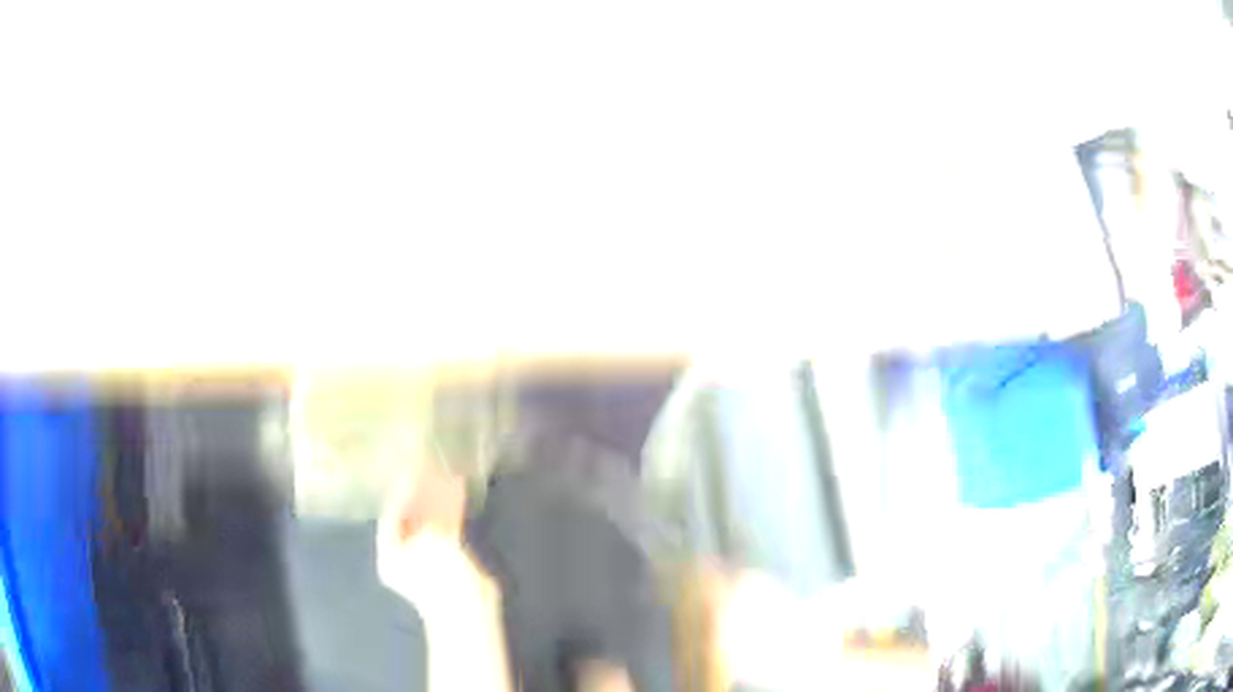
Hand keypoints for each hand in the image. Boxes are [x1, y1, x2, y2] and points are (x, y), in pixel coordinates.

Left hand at [377, 464, 511, 691]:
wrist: (467, 609)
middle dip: (422, 492)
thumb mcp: (428, 541)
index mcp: (389, 551)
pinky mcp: (450, 554)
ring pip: (431, 517)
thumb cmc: (437, 578)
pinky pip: (447, 525)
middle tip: (430, 465)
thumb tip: (434, 483)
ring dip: (438, 497)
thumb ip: (430, 512)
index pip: (391, 513)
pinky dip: (452, 508)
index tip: (411, 466)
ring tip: (445, 471)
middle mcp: (405, 550)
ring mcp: (427, 552)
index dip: (400, 490)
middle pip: (411, 514)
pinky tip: (458, 488)